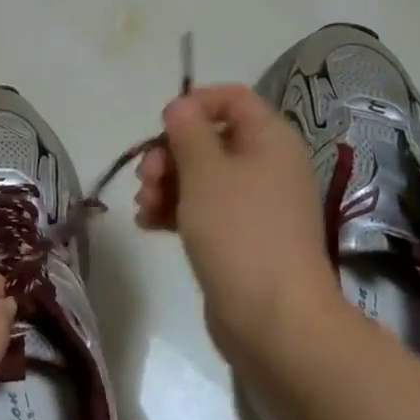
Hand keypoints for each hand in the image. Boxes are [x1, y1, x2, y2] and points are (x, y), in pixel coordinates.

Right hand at [136, 84, 342, 372]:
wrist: (275, 321)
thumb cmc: (239, 232)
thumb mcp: (205, 172)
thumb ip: (188, 131)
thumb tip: (180, 105)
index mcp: (269, 139)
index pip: (232, 98)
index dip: (195, 103)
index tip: (163, 125)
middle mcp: (267, 165)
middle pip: (209, 138)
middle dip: (169, 153)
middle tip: (146, 177)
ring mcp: (256, 204)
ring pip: (201, 176)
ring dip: (166, 184)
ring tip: (144, 207)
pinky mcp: (242, 238)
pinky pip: (204, 209)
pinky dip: (176, 211)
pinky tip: (149, 225)